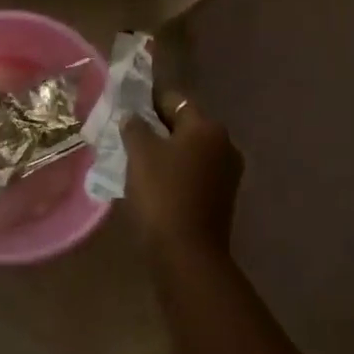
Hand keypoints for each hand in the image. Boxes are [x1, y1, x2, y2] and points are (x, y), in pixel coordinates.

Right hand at [121, 89, 242, 258]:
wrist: (187, 253)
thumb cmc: (162, 194)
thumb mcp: (140, 153)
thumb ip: (134, 126)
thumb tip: (132, 116)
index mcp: (207, 127)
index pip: (174, 100)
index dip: (147, 100)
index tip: (125, 107)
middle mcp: (224, 144)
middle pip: (184, 125)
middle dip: (157, 127)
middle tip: (127, 133)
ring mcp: (227, 172)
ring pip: (189, 150)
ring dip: (166, 151)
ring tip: (136, 158)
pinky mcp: (222, 196)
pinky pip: (195, 172)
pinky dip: (176, 171)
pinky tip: (153, 181)